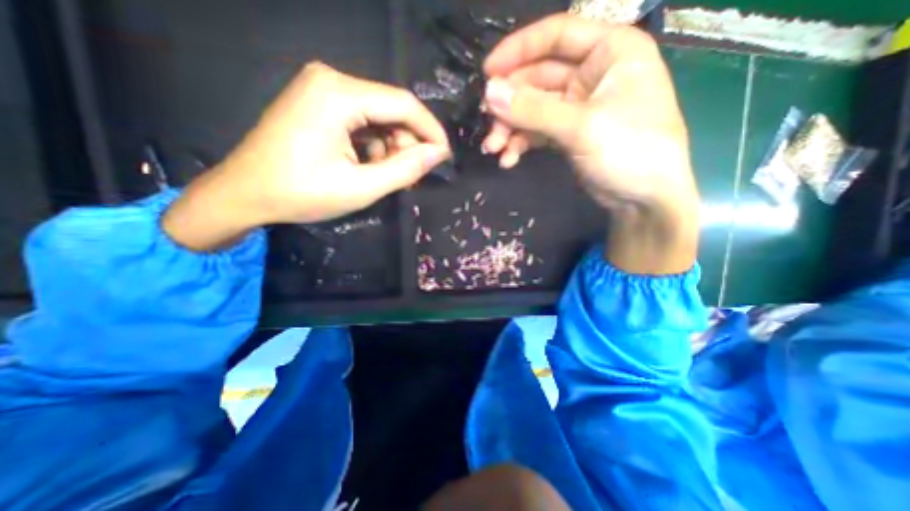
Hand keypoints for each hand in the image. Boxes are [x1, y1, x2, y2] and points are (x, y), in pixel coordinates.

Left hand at [163, 63, 449, 250]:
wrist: (245, 194)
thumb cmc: (301, 193)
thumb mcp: (361, 187)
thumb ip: (404, 169)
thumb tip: (438, 154)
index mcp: (338, 94)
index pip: (403, 104)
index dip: (431, 131)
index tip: (444, 157)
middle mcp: (331, 80)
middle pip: (391, 108)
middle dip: (407, 143)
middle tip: (410, 176)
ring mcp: (323, 89)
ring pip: (379, 116)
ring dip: (391, 147)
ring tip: (386, 175)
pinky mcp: (320, 103)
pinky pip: (363, 121)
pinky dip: (374, 145)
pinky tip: (368, 166)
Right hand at [480, 13, 698, 272]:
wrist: (644, 199)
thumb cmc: (629, 151)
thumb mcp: (580, 127)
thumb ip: (533, 109)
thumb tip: (489, 92)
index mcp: (610, 51)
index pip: (556, 36)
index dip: (518, 51)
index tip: (487, 73)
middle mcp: (592, 74)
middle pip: (538, 78)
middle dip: (510, 103)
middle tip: (487, 123)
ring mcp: (578, 107)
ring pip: (533, 109)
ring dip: (510, 128)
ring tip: (493, 148)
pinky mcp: (568, 134)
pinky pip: (537, 131)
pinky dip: (521, 143)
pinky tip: (508, 159)